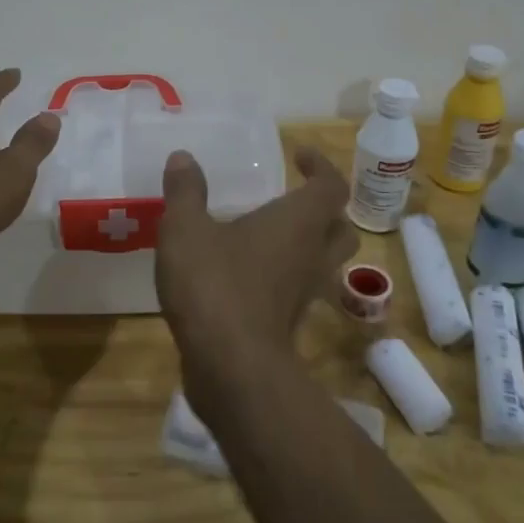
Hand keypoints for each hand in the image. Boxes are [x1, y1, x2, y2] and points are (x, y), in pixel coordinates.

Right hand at [155, 145, 356, 372]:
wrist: (230, 366)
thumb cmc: (214, 284)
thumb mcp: (186, 229)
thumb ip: (186, 191)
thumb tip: (183, 158)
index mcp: (298, 222)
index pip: (331, 186)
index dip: (321, 166)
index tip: (299, 155)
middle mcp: (312, 255)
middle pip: (340, 227)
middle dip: (324, 210)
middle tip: (294, 198)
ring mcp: (304, 294)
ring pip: (325, 263)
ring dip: (309, 245)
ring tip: (272, 235)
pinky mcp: (289, 324)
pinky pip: (298, 290)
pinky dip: (284, 277)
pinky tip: (249, 274)